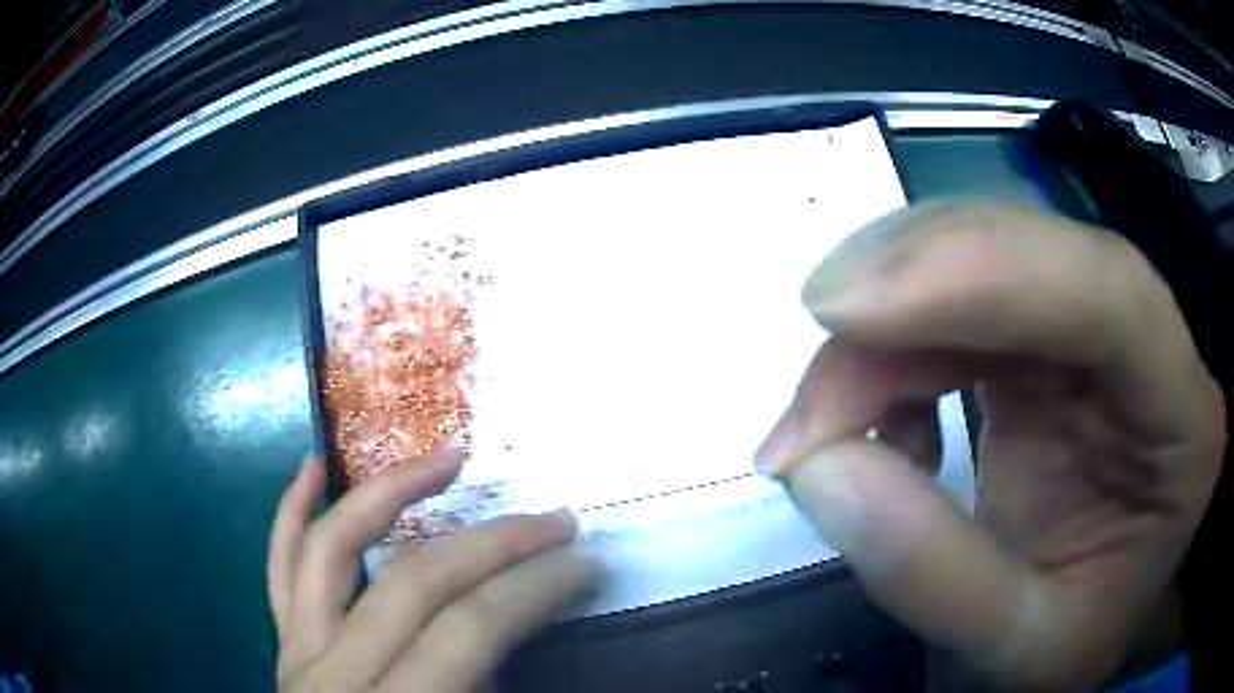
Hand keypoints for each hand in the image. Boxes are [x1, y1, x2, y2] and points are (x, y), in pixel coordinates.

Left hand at [268, 451, 596, 691]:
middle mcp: (336, 676)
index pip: (470, 629)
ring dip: (387, 494)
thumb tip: (521, 639)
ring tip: (442, 459)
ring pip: (332, 552)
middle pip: (413, 583)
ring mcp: (298, 657)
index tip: (586, 564)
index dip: (534, 589)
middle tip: (552, 519)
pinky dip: (291, 514)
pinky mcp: (284, 650)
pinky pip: (279, 570)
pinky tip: (311, 468)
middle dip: (492, 544)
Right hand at [756, 204, 1224, 689]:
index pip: (1107, 291)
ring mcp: (1094, 315)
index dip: (979, 271)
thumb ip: (932, 574)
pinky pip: (957, 296)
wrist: (1103, 602)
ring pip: (977, 258)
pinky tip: (882, 422)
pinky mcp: (1045, 323)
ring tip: (816, 429)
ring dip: (880, 331)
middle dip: (899, 303)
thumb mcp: (1020, 646)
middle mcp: (1148, 334)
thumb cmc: (1085, 626)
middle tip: (803, 412)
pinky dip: (893, 348)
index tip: (840, 313)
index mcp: (1182, 413)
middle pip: (1026, 253)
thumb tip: (818, 467)